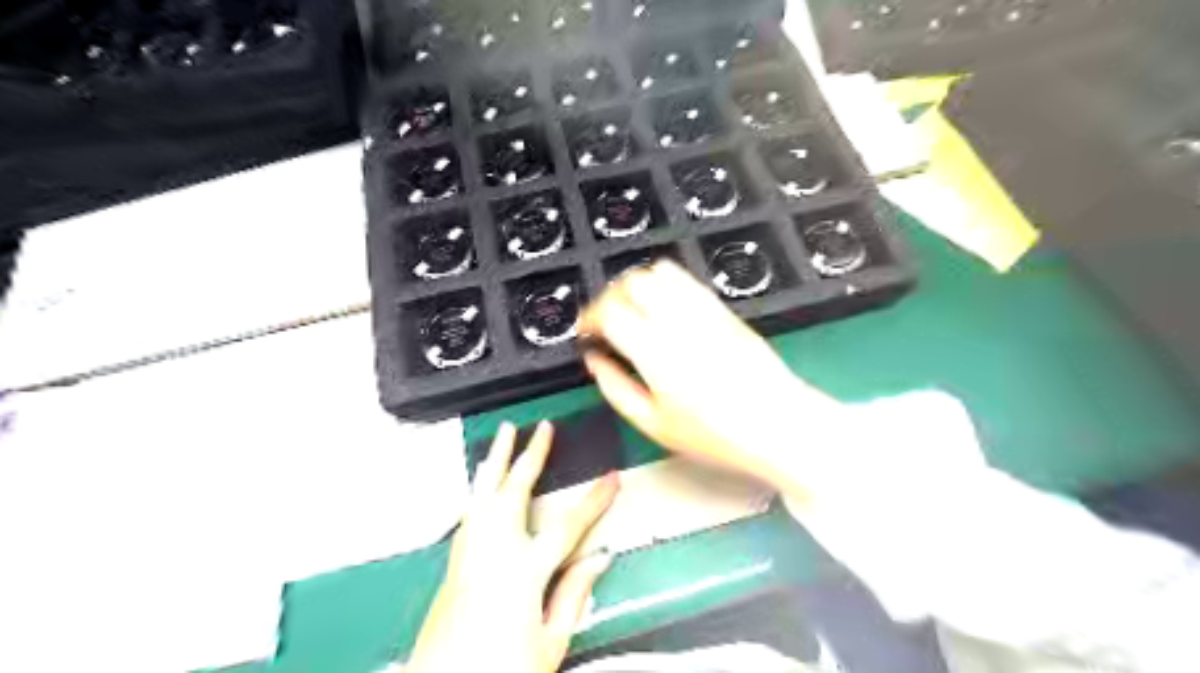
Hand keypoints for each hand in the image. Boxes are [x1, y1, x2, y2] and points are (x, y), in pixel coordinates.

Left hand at [410, 422, 621, 672]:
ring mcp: (468, 552)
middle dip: (532, 454)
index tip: (612, 477)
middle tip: (543, 428)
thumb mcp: (550, 642)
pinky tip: (482, 480)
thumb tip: (599, 559)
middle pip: (515, 489)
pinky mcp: (453, 561)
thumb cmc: (501, 672)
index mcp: (524, 571)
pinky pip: (470, 510)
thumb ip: (574, 594)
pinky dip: (480, 487)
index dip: (595, 499)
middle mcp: (493, 550)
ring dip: (497, 458)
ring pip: (484, 491)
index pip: (569, 524)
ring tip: (504, 433)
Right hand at [582, 260, 841, 498]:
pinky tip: (664, 308)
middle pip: (631, 282)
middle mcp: (678, 322)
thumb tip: (594, 361)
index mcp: (656, 353)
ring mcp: (703, 310)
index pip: (610, 311)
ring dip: (636, 286)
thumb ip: (616, 388)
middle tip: (606, 321)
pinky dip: (665, 284)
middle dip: (609, 297)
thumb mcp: (654, 425)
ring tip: (633, 312)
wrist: (778, 423)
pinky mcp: (722, 308)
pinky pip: (686, 279)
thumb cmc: (716, 434)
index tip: (587, 332)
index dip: (589, 317)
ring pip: (658, 272)